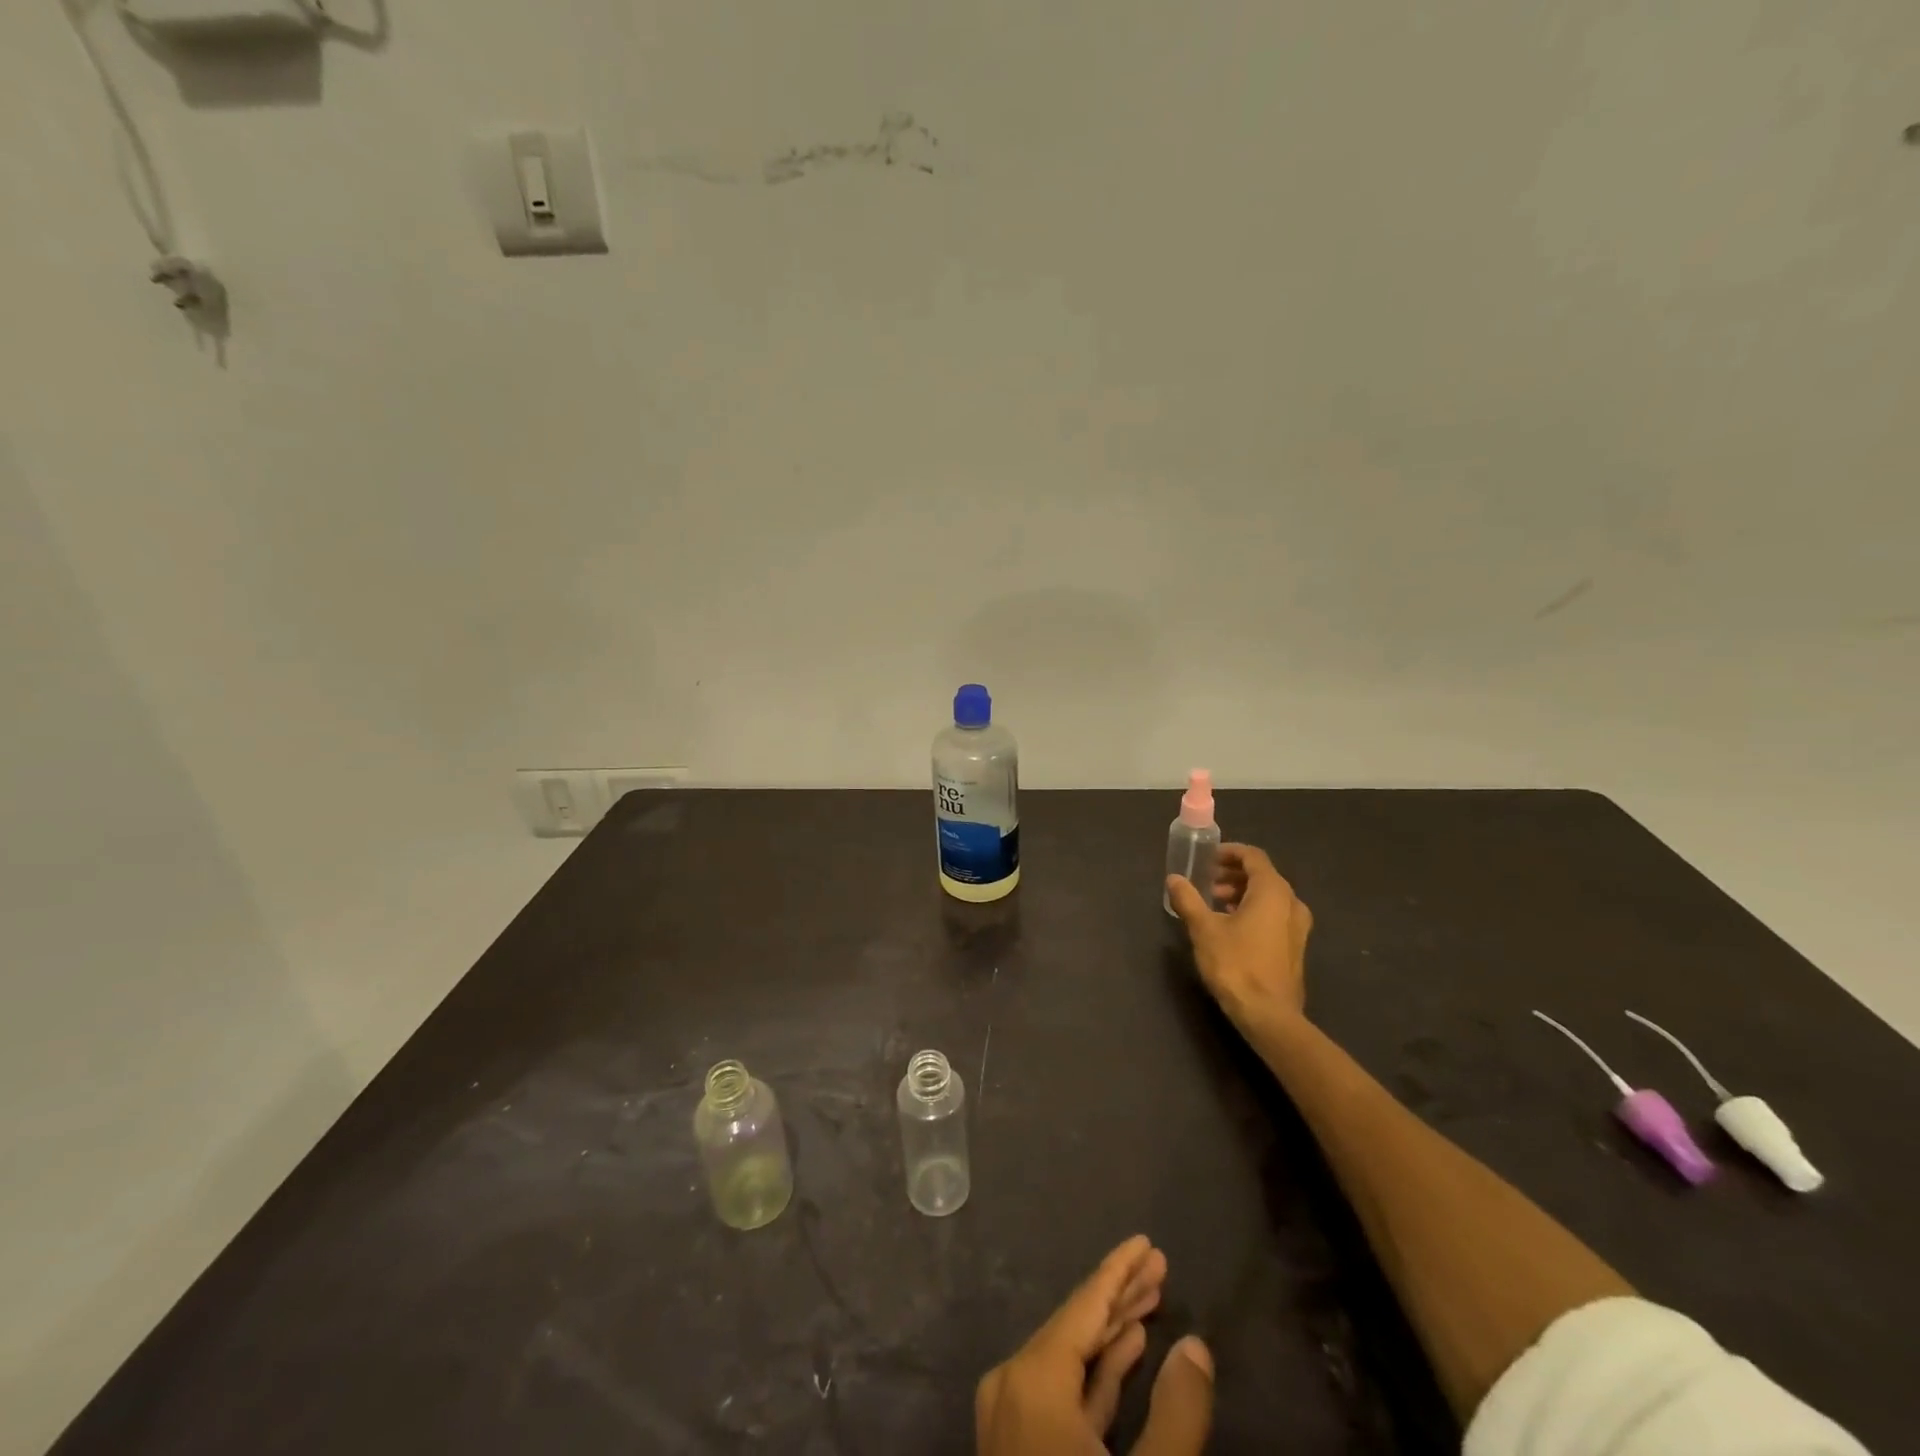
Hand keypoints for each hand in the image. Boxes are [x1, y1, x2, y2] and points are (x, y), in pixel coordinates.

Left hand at [976, 1236, 1213, 1455]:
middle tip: (1159, 1265)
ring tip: (1151, 1300)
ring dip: (1112, 1332)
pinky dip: (1096, 1372)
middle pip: (1077, 1325)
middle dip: (1121, 1295)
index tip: (1147, 1242)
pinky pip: (1063, 1392)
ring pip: (1071, 1359)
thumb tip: (1197, 1347)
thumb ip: (1178, 1414)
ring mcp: (1012, 1418)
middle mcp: (1013, 1384)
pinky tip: (1127, 1352)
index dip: (1120, 1270)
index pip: (1085, 1305)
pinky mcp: (1020, 1448)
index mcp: (1033, 1379)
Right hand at [1167, 844, 1313, 1034]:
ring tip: (1215, 905)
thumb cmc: (1236, 965)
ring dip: (1242, 894)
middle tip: (1208, 883)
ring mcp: (1298, 927)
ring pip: (1270, 897)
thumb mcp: (1203, 929)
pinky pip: (1275, 916)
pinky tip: (1232, 928)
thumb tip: (1174, 879)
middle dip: (1233, 875)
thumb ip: (1188, 900)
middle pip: (1263, 876)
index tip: (1208, 858)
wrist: (1268, 1015)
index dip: (1230, 853)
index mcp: (1272, 891)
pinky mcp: (1295, 948)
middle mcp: (1291, 903)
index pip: (1253, 857)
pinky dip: (1254, 911)